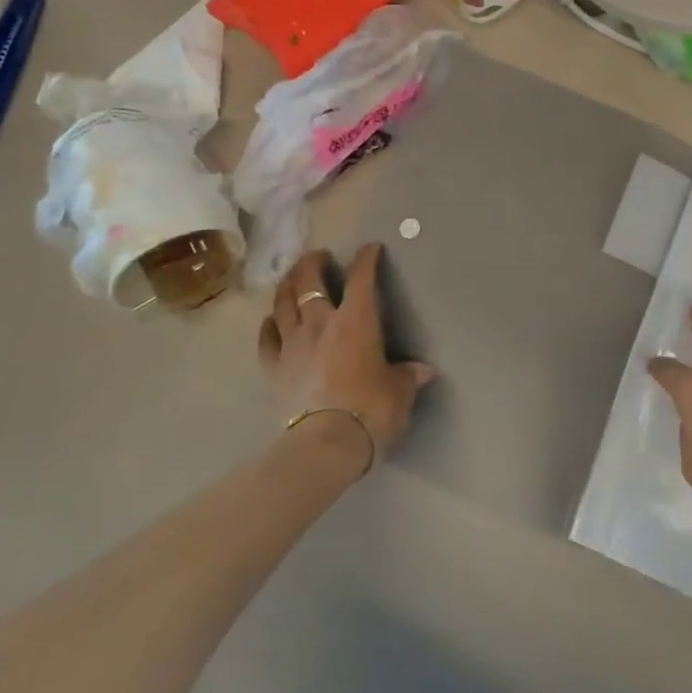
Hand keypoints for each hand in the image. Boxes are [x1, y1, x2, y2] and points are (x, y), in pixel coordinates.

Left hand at [258, 244, 433, 468]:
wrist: (325, 444)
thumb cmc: (370, 410)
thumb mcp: (399, 392)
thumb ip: (408, 376)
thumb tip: (424, 371)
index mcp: (356, 321)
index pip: (361, 279)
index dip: (366, 259)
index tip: (371, 248)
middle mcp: (320, 324)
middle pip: (309, 282)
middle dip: (314, 263)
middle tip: (319, 255)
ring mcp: (292, 345)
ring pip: (283, 303)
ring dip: (288, 285)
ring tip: (292, 277)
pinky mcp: (274, 369)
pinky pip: (267, 339)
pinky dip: (270, 325)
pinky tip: (271, 320)